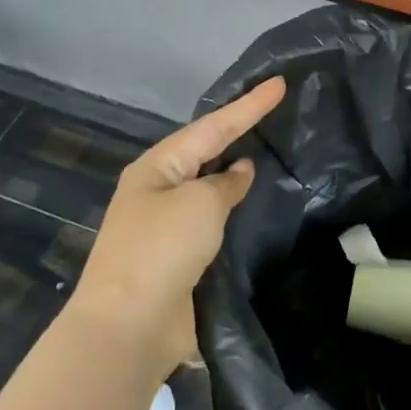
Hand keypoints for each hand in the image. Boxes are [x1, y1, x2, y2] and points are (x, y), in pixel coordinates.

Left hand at [68, 76, 285, 375]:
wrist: (130, 326)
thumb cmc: (162, 250)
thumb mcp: (200, 204)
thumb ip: (225, 183)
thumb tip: (239, 172)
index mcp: (157, 168)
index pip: (212, 127)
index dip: (248, 105)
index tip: (280, 83)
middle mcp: (160, 191)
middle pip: (207, 151)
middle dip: (239, 131)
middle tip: (276, 111)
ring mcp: (169, 226)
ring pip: (212, 187)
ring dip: (238, 172)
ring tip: (274, 151)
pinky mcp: (182, 257)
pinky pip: (216, 221)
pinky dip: (238, 209)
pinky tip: (259, 205)